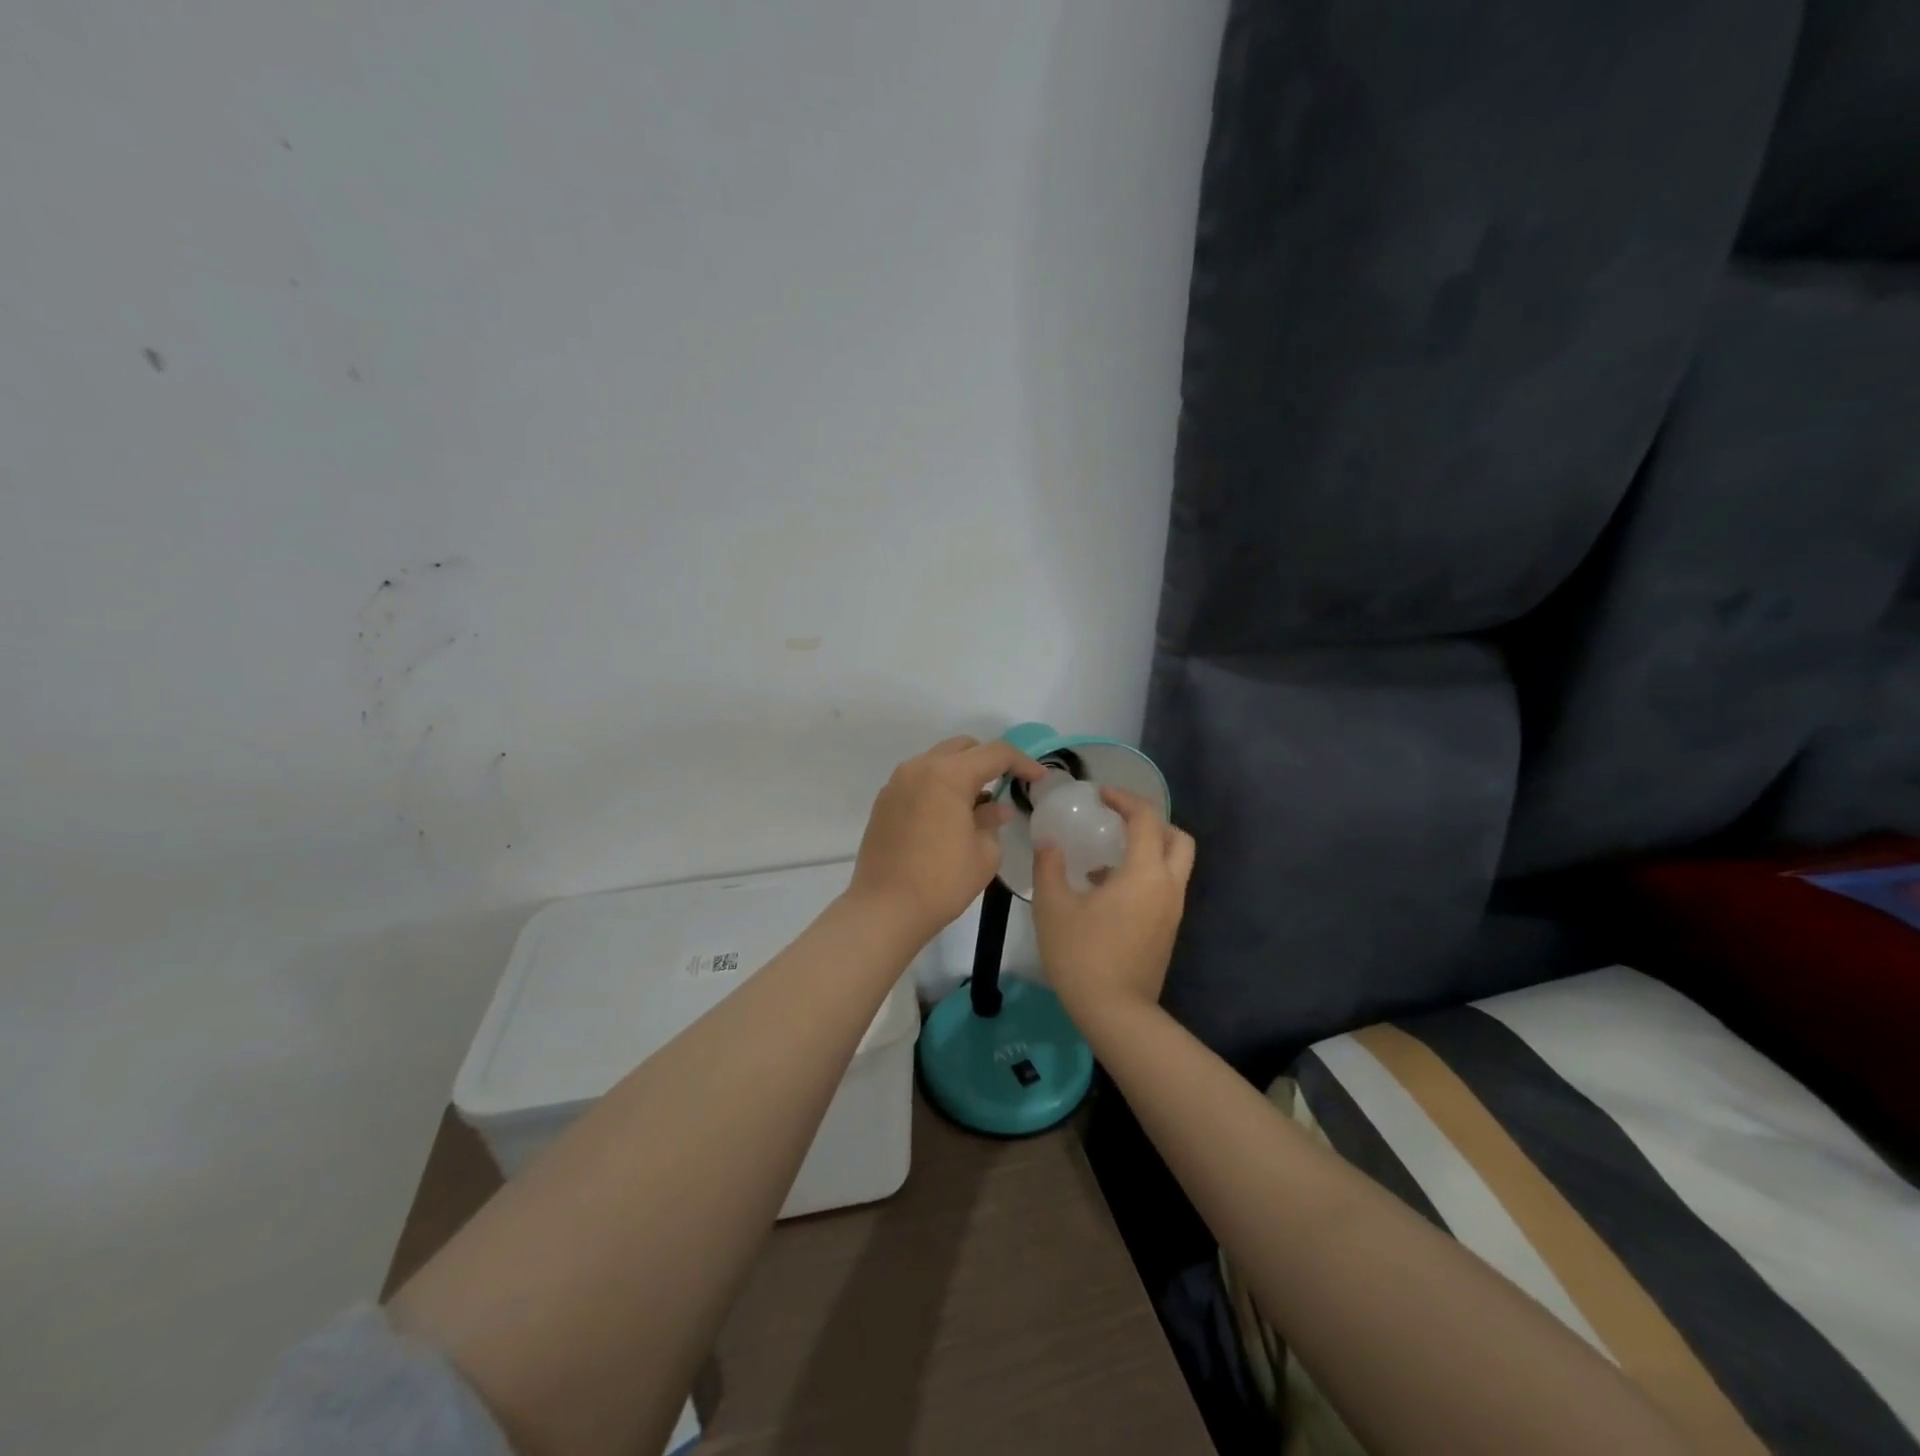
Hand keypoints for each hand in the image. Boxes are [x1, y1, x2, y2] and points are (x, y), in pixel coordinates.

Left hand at [848, 736, 1045, 941]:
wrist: (884, 909)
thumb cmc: (941, 881)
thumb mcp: (983, 854)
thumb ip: (992, 822)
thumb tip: (996, 808)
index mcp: (947, 775)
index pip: (994, 754)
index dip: (1022, 762)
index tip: (1039, 778)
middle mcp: (919, 768)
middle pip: (962, 748)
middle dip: (989, 761)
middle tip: (1007, 784)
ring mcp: (897, 783)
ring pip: (938, 761)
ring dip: (961, 773)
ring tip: (978, 802)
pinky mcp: (884, 802)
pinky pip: (919, 780)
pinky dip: (939, 786)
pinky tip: (950, 815)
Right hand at [1032, 787, 1194, 1024]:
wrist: (1115, 1012)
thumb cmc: (1081, 954)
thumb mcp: (1053, 906)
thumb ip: (1049, 866)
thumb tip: (1049, 842)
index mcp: (1144, 873)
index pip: (1146, 819)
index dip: (1124, 799)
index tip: (1100, 795)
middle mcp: (1167, 886)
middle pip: (1178, 838)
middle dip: (1151, 821)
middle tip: (1118, 820)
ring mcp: (1172, 911)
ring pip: (1174, 864)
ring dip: (1149, 849)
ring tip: (1107, 855)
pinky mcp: (1167, 930)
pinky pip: (1164, 887)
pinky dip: (1145, 874)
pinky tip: (1106, 890)